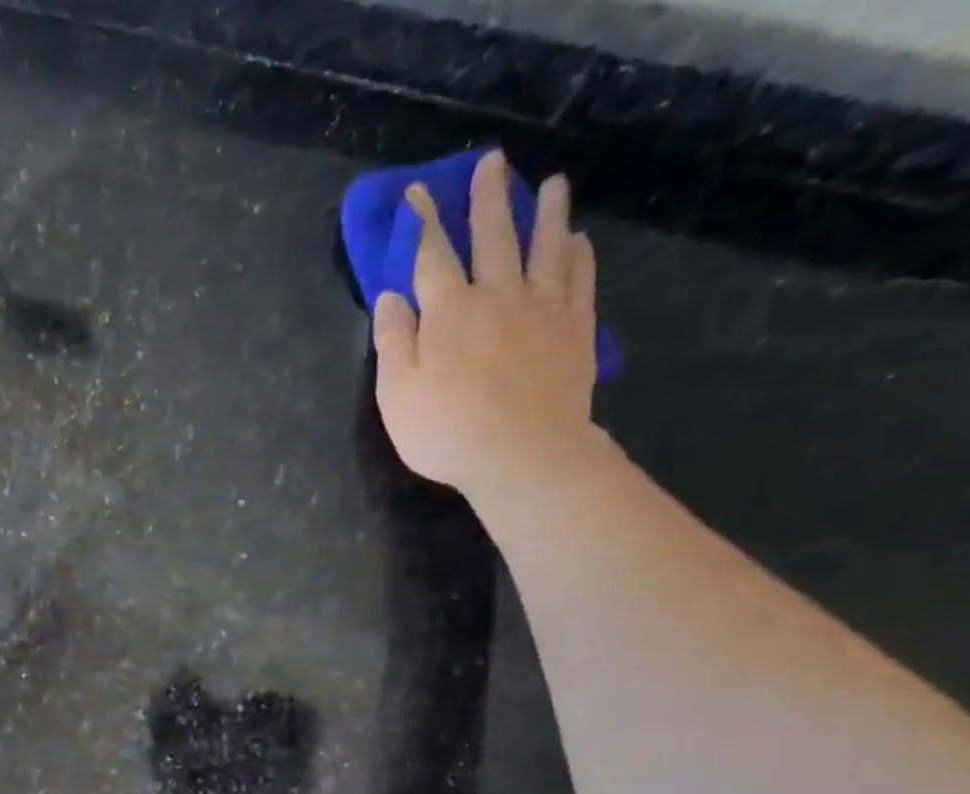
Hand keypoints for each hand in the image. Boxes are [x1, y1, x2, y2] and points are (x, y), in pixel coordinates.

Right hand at [374, 151, 601, 496]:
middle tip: (492, 162)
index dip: (423, 221)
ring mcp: (541, 309)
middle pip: (492, 236)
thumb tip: (391, 297)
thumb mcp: (397, 395)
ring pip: (544, 247)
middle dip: (487, 199)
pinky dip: (578, 255)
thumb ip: (393, 342)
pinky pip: (579, 280)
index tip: (419, 191)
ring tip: (552, 184)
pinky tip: (578, 241)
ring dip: (546, 213)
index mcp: (447, 312)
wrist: (522, 454)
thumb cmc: (447, 432)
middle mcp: (496, 295)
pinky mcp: (574, 329)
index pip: (431, 255)